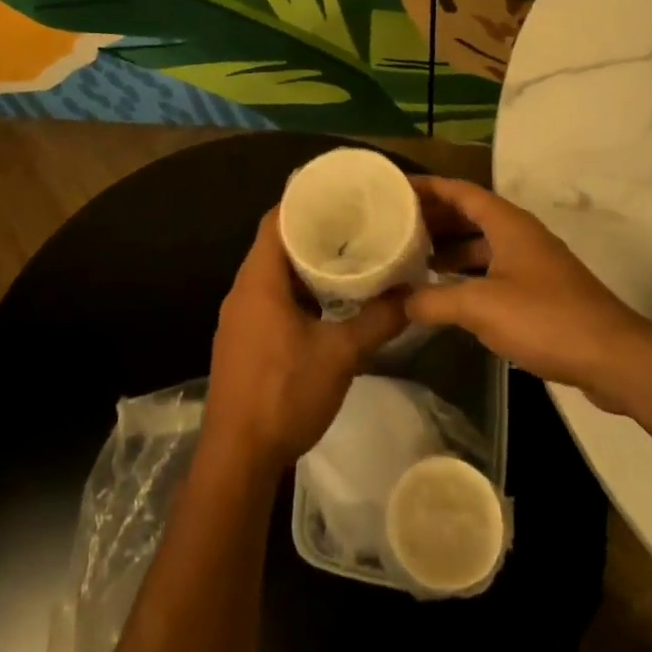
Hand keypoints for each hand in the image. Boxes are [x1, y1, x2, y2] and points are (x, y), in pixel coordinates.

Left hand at [199, 209, 407, 475]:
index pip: (276, 220)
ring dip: (306, 265)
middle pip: (276, 244)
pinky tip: (328, 302)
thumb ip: (378, 320)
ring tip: (348, 257)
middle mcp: (243, 290)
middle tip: (355, 224)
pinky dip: (298, 291)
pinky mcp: (243, 340)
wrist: (238, 456)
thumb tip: (413, 294)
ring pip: (274, 274)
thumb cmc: (284, 394)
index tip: (340, 195)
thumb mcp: (341, 355)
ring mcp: (240, 317)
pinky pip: (270, 298)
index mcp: (259, 280)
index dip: (305, 202)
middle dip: (313, 232)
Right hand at [407, 177, 648, 407]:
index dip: (426, 186)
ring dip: (450, 248)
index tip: (393, 188)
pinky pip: (493, 269)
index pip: (459, 191)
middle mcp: (520, 234)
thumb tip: (399, 301)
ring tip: (412, 259)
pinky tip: (447, 293)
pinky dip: (467, 274)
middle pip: (469, 214)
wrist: (613, 357)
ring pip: (481, 244)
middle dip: (433, 218)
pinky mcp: (540, 290)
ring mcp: (532, 262)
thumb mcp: (480, 307)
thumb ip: (434, 300)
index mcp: (507, 223)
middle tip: (393, 226)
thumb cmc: (545, 318)